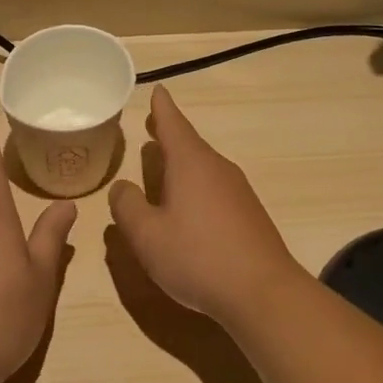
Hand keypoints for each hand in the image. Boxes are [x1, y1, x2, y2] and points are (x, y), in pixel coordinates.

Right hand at [107, 87, 303, 326]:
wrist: (261, 291)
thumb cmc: (197, 256)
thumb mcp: (147, 235)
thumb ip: (127, 207)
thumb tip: (121, 188)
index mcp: (190, 164)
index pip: (172, 124)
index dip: (161, 108)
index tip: (157, 90)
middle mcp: (217, 169)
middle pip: (190, 144)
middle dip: (169, 135)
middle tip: (152, 125)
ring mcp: (238, 192)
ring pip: (203, 168)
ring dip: (182, 164)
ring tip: (163, 167)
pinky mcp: (248, 215)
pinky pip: (215, 189)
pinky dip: (196, 188)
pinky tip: (188, 208)